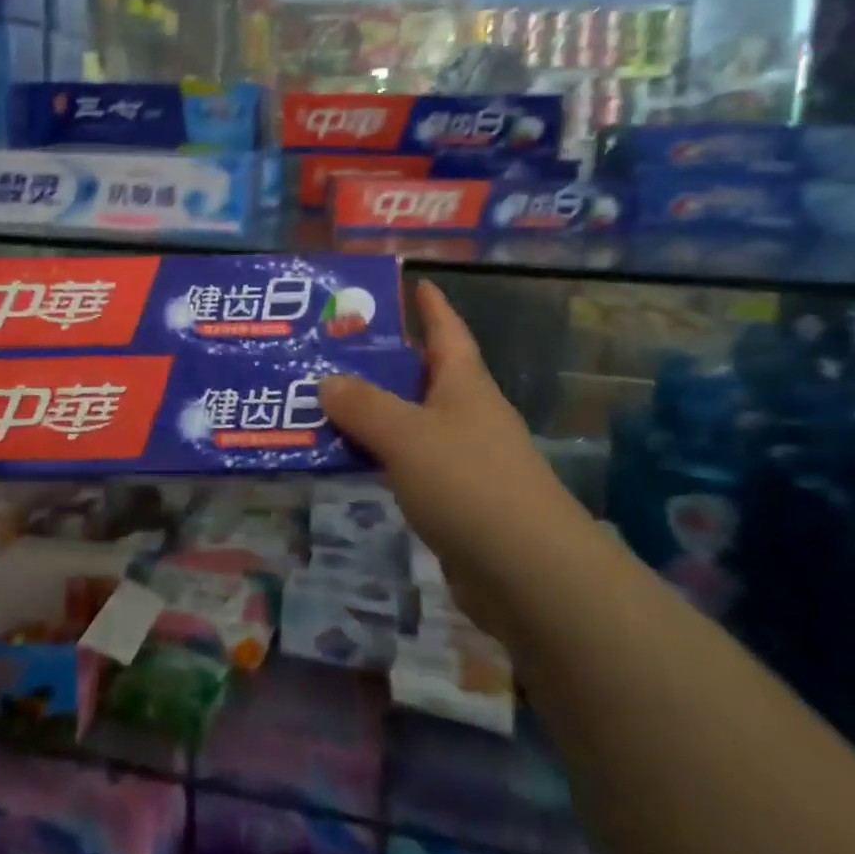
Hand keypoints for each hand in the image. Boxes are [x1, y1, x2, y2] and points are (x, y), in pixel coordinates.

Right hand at [320, 280, 586, 638]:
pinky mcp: (456, 500)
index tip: (413, 281)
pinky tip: (349, 457)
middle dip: (386, 359)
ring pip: (412, 422)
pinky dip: (381, 455)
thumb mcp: (407, 434)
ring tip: (326, 398)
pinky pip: (409, 464)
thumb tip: (328, 381)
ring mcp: (465, 459)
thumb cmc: (468, 482)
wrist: (527, 572)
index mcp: (464, 384)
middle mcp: (467, 414)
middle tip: (335, 344)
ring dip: (376, 411)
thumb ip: (364, 406)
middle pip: (424, 375)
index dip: (431, 306)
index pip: (448, 330)